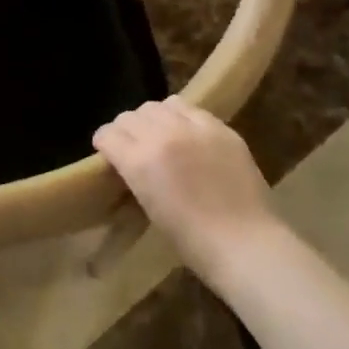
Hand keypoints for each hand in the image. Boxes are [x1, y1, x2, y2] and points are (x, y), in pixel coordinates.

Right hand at [93, 99, 279, 283]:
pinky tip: (186, 134)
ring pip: (158, 106)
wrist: (244, 243)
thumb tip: (130, 161)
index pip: (108, 134)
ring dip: (151, 119)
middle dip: (125, 130)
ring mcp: (194, 128)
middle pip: (130, 116)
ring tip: (159, 134)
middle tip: (132, 145)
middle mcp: (162, 136)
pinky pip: (190, 109)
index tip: (108, 153)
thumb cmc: (191, 239)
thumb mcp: (148, 205)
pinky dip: (180, 117)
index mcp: (139, 161)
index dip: (104, 143)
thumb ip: (135, 173)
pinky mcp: (220, 128)